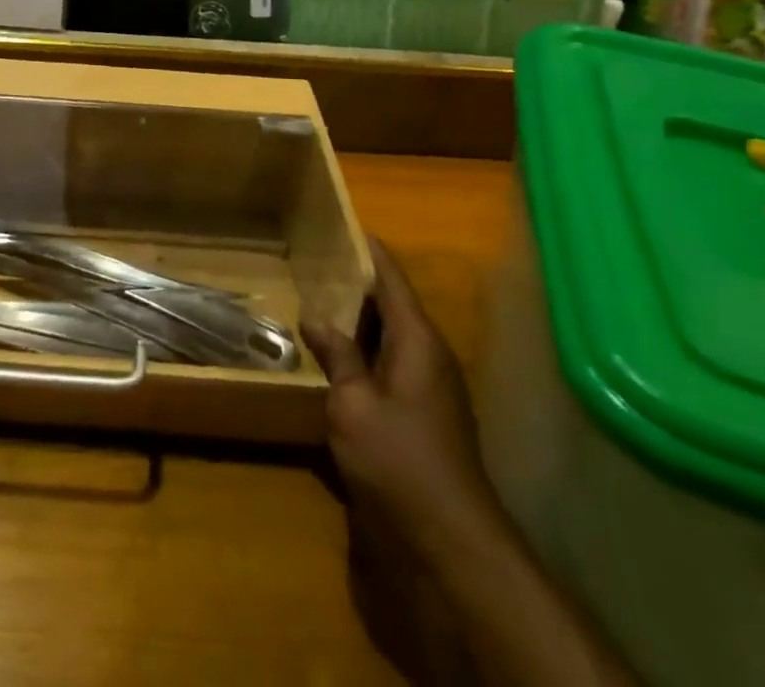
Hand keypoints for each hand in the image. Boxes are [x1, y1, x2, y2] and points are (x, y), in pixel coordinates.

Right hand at [301, 238, 502, 567]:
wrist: (449, 540)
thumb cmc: (398, 459)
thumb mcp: (352, 404)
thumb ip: (336, 356)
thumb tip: (315, 318)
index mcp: (417, 340)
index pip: (392, 278)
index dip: (369, 250)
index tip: (343, 223)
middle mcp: (429, 354)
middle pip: (392, 304)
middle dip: (357, 282)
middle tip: (315, 260)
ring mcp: (430, 386)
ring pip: (391, 335)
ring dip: (359, 318)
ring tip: (318, 298)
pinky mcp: (423, 413)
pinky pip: (391, 363)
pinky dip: (364, 349)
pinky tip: (335, 354)